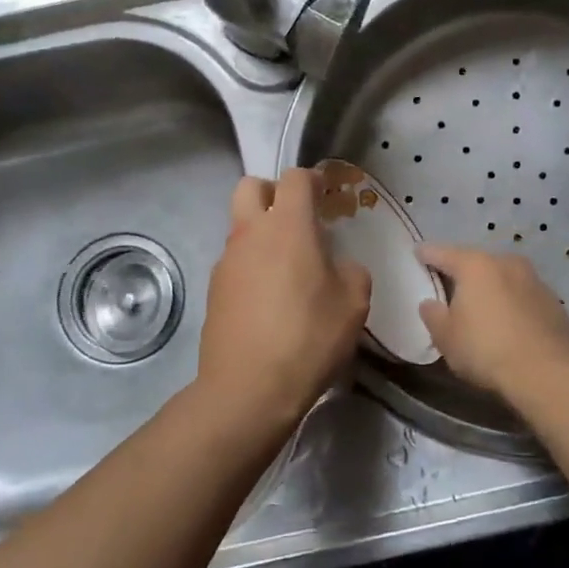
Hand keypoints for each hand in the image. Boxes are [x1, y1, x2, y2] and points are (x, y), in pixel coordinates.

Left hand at [198, 169, 371, 424]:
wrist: (248, 389)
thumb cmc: (309, 337)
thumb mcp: (354, 302)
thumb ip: (351, 270)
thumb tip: (338, 266)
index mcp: (287, 226)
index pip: (295, 178)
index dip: (313, 179)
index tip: (326, 194)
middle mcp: (250, 234)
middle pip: (251, 187)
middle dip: (273, 193)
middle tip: (297, 219)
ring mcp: (226, 262)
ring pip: (240, 226)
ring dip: (262, 232)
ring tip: (289, 267)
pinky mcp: (214, 290)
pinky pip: (235, 261)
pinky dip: (252, 265)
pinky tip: (271, 299)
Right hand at [417, 244, 568, 401]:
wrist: (548, 372)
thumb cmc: (486, 350)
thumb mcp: (446, 338)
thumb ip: (433, 316)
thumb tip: (430, 303)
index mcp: (475, 265)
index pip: (443, 253)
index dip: (427, 254)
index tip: (418, 252)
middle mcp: (506, 263)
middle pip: (476, 262)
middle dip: (462, 272)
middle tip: (449, 285)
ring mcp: (534, 279)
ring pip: (503, 277)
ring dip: (491, 287)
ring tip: (481, 306)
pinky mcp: (554, 301)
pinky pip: (523, 295)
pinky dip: (512, 303)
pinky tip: (509, 323)